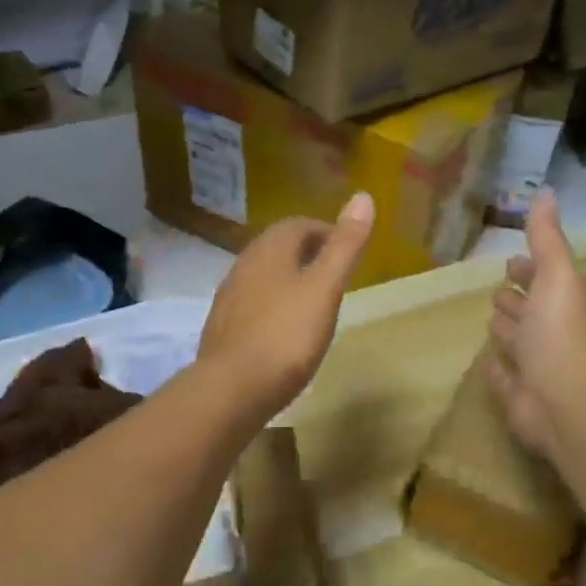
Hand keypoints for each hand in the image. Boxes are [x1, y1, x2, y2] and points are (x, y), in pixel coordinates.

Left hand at [199, 193, 374, 419]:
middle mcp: (243, 265)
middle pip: (277, 247)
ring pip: (262, 275)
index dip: (326, 231)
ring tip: (313, 299)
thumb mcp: (325, 289)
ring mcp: (228, 297)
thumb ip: (344, 246)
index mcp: (269, 251)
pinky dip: (272, 304)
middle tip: (334, 272)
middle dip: (306, 252)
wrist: (231, 389)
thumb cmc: (286, 337)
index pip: (298, 225)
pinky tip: (283, 329)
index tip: (348, 250)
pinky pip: (251, 302)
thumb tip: (364, 196)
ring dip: (287, 278)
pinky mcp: (222, 327)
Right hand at [487, 190, 585, 454]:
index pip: (543, 280)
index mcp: (562, 303)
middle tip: (497, 292)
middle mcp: (551, 333)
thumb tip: (545, 191)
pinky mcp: (518, 395)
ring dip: (507, 332)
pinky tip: (487, 363)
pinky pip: (505, 378)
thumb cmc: (559, 329)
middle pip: (529, 312)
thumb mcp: (555, 273)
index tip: (512, 260)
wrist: (561, 395)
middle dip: (516, 300)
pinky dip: (498, 370)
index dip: (529, 270)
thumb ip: (546, 237)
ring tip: (491, 321)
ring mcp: (535, 367)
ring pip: (517, 343)